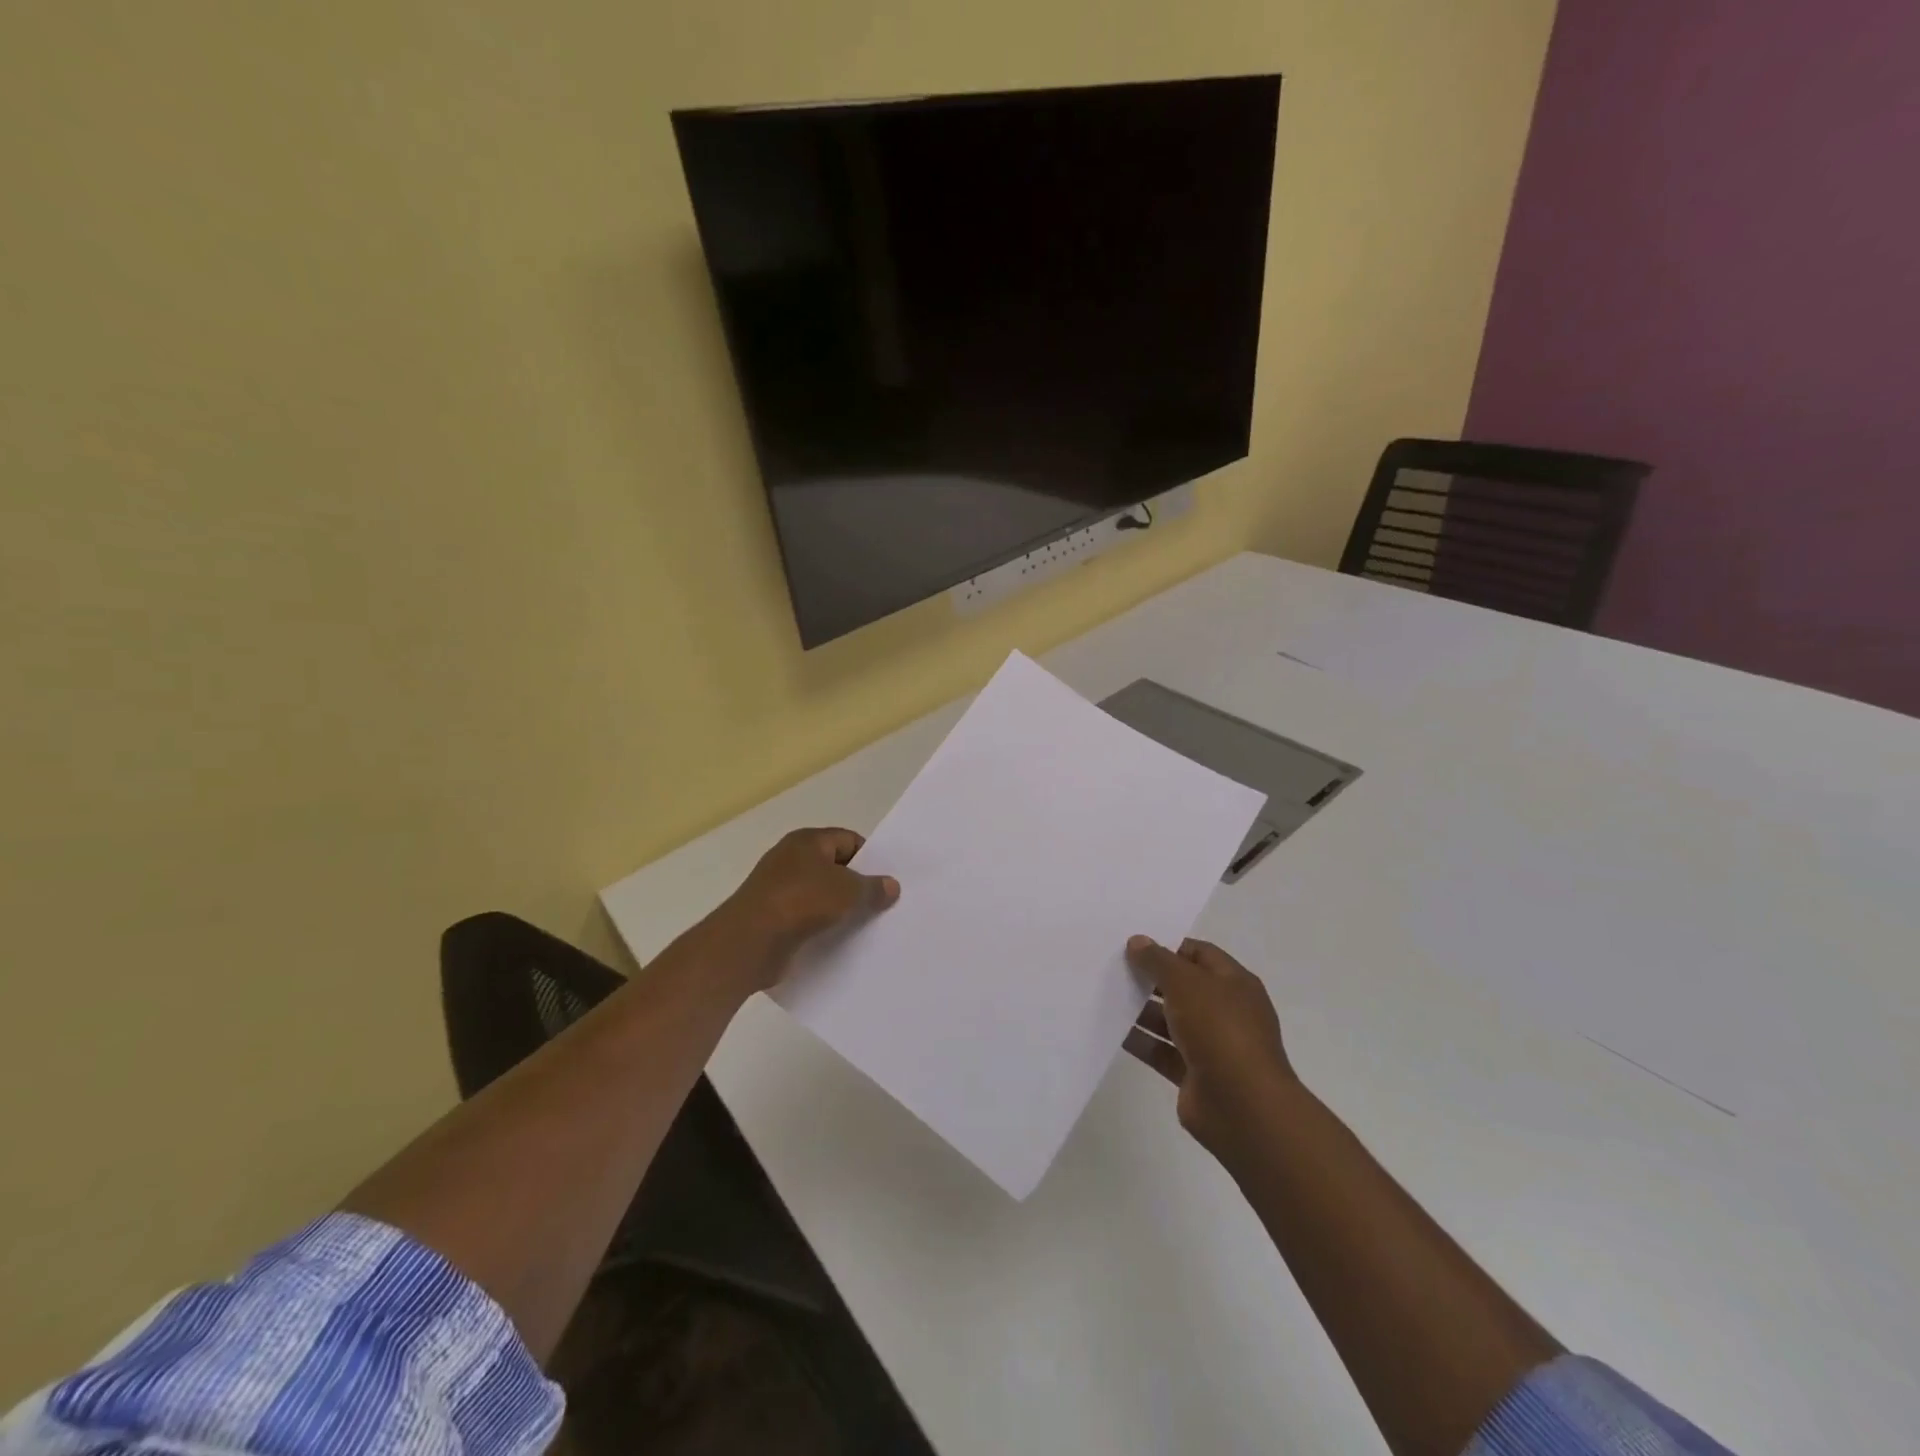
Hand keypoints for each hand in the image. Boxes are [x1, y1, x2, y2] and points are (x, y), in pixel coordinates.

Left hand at [702, 828, 899, 996]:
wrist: (749, 942)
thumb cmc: (801, 902)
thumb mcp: (848, 891)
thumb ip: (872, 887)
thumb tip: (891, 886)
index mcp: (807, 841)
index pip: (848, 840)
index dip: (870, 857)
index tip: (888, 880)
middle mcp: (791, 860)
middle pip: (834, 868)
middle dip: (857, 885)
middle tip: (884, 904)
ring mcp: (779, 890)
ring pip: (821, 895)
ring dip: (841, 909)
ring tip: (868, 925)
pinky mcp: (773, 918)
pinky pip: (807, 918)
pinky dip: (823, 927)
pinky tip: (842, 941)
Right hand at [1123, 937, 1293, 1156]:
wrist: (1242, 1106)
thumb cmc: (1219, 1030)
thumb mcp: (1186, 983)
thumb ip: (1158, 960)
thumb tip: (1137, 941)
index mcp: (1234, 983)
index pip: (1199, 954)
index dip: (1169, 947)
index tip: (1134, 946)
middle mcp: (1225, 1011)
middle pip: (1183, 987)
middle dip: (1151, 979)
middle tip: (1114, 969)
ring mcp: (1211, 1045)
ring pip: (1171, 1020)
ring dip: (1142, 1011)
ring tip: (1107, 997)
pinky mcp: (1194, 1074)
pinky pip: (1162, 1051)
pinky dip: (1141, 1042)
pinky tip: (1113, 1032)